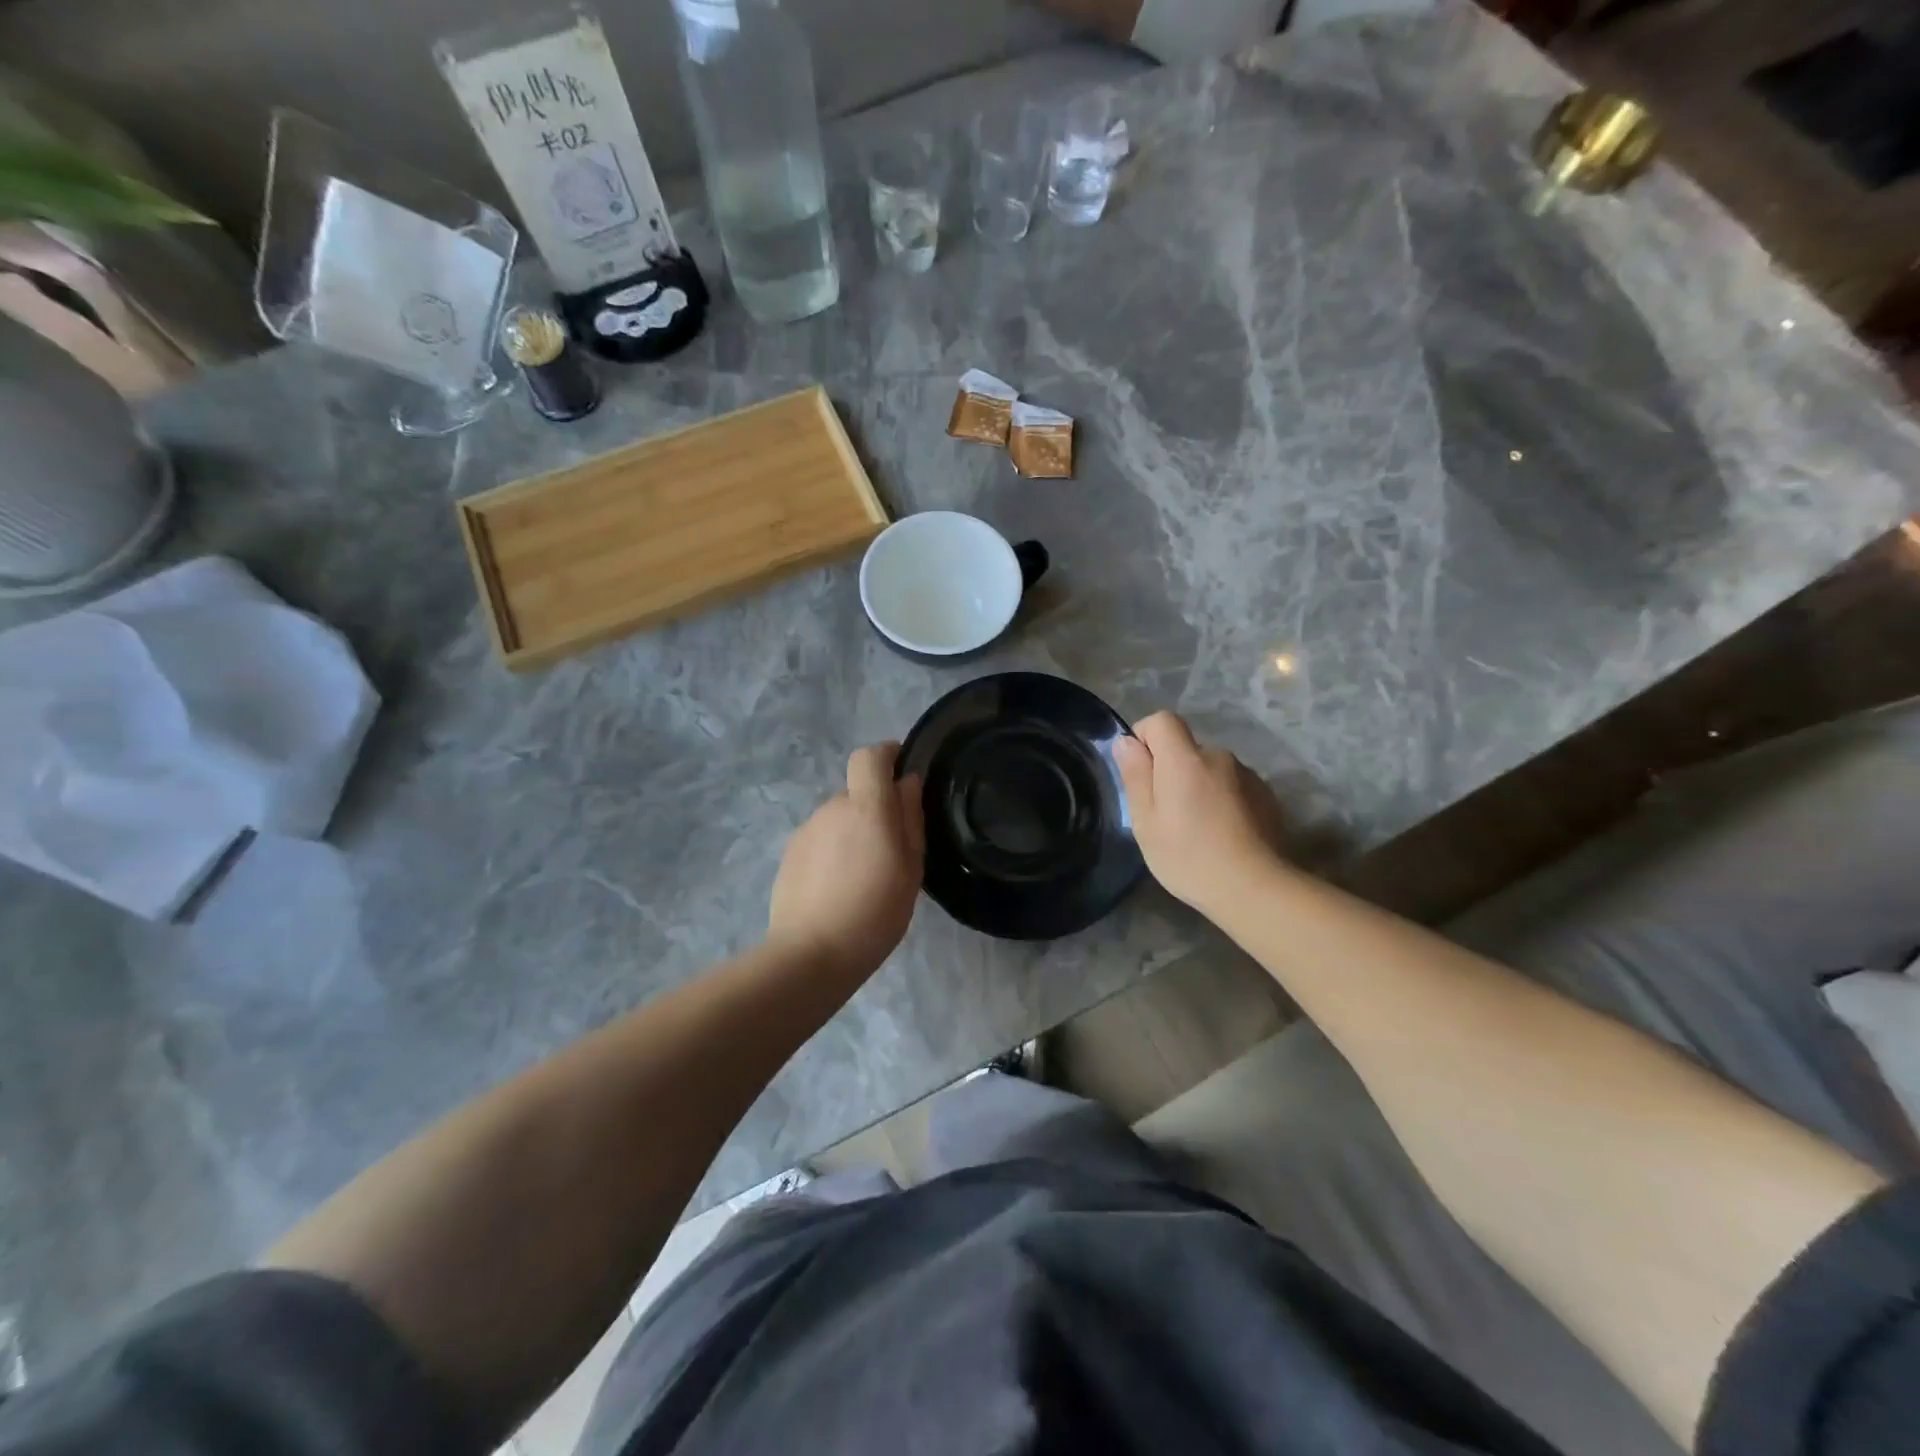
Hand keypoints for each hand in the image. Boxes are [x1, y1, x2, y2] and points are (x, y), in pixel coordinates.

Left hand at [768, 742, 924, 976]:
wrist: (810, 954)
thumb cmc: (874, 912)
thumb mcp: (910, 868)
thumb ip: (910, 818)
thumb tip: (907, 782)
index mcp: (865, 807)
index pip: (869, 756)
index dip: (887, 756)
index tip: (902, 773)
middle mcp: (832, 808)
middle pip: (857, 792)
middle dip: (875, 809)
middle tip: (892, 850)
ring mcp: (806, 830)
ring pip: (839, 818)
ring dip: (854, 834)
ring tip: (865, 877)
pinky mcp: (790, 853)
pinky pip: (821, 839)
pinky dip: (834, 853)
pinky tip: (839, 888)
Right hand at [1114, 711, 1282, 912]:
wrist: (1255, 889)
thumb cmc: (1188, 856)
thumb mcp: (1146, 820)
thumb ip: (1135, 775)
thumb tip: (1127, 742)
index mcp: (1184, 758)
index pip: (1162, 720)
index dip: (1145, 738)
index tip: (1140, 773)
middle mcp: (1218, 756)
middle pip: (1186, 748)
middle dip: (1171, 770)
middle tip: (1165, 814)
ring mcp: (1247, 775)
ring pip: (1210, 769)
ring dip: (1199, 787)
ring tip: (1197, 829)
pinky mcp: (1267, 796)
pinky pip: (1233, 786)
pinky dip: (1223, 801)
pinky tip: (1222, 835)